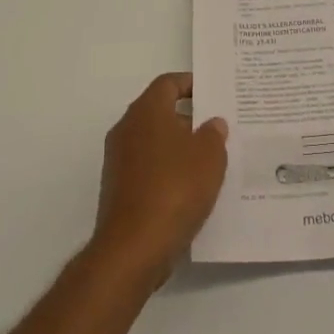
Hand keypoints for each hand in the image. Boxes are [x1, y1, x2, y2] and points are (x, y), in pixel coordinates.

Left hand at [90, 73, 227, 286]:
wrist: (132, 249)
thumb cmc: (174, 189)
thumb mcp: (209, 156)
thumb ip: (214, 134)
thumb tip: (211, 123)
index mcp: (146, 111)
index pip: (168, 83)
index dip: (191, 85)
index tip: (212, 95)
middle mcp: (127, 129)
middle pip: (159, 112)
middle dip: (188, 119)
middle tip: (217, 129)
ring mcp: (118, 161)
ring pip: (153, 143)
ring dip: (178, 149)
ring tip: (209, 162)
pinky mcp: (117, 190)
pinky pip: (147, 170)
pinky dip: (166, 173)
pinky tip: (189, 191)